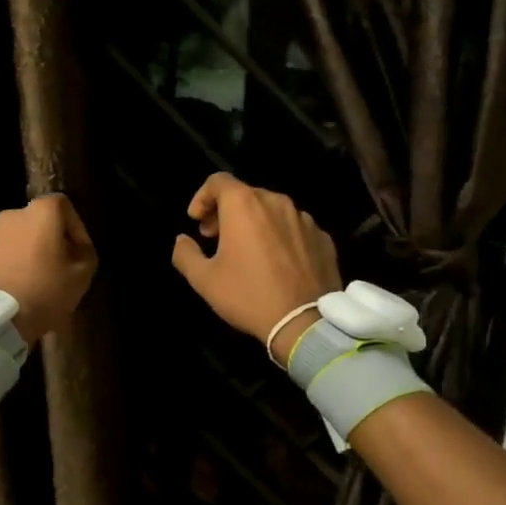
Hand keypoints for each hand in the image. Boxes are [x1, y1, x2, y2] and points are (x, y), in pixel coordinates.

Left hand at [0, 194, 98, 344]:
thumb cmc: (44, 294)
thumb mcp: (82, 277)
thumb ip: (85, 252)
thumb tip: (76, 246)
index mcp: (39, 215)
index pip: (62, 205)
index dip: (73, 225)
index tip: (77, 250)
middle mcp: (9, 217)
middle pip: (33, 222)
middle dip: (44, 240)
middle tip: (52, 267)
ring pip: (9, 239)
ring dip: (19, 253)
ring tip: (25, 282)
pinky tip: (3, 290)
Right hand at [170, 174, 340, 363]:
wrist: (304, 323)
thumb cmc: (248, 295)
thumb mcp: (204, 280)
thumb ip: (185, 253)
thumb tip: (182, 240)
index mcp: (244, 204)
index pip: (218, 181)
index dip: (202, 197)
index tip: (196, 220)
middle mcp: (276, 202)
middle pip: (245, 194)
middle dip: (226, 212)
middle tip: (216, 237)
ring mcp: (304, 219)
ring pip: (272, 210)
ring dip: (254, 223)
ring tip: (247, 251)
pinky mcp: (323, 237)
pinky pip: (294, 228)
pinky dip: (280, 236)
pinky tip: (276, 263)